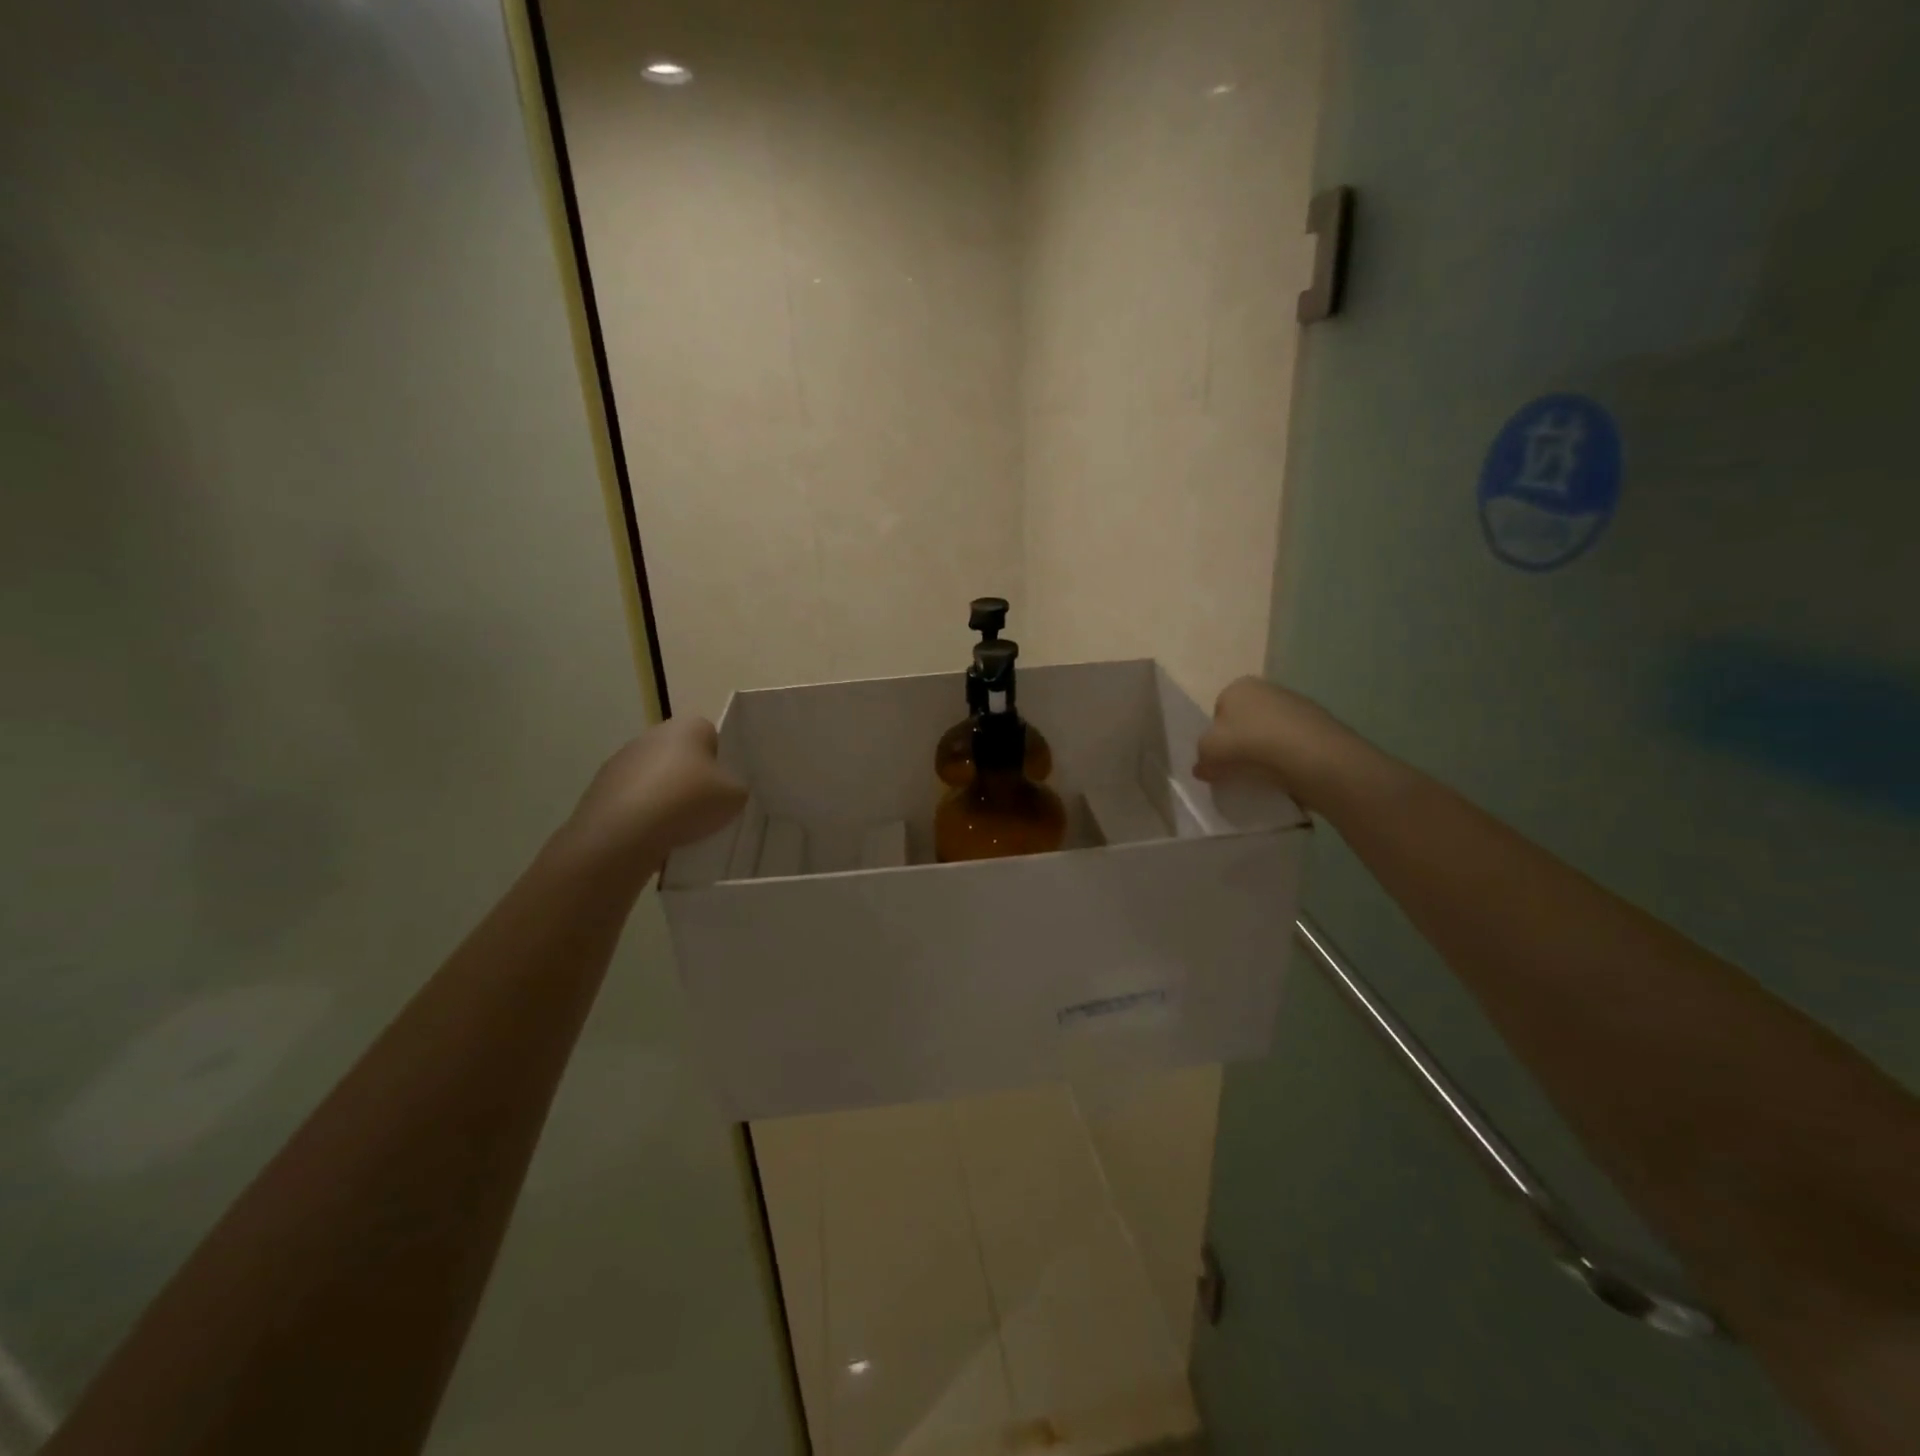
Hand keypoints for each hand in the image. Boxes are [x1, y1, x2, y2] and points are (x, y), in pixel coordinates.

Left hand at [562, 717, 746, 867]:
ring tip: (677, 828)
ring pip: (655, 777)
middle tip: (704, 808)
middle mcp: (652, 734)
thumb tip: (726, 790)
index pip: (712, 735)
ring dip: (665, 796)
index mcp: (688, 727)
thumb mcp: (734, 797)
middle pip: (681, 755)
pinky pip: (633, 799)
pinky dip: (643, 813)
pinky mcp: (600, 787)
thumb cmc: (687, 802)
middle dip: (691, 778)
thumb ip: (736, 788)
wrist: (623, 832)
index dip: (721, 761)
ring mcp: (622, 760)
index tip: (723, 787)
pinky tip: (652, 836)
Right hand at [1195, 676, 1357, 809]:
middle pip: (1245, 721)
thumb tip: (1203, 767)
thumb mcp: (1209, 752)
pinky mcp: (1321, 727)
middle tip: (1238, 769)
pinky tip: (1286, 775)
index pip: (1218, 711)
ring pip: (1270, 733)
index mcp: (1238, 687)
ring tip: (1264, 776)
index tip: (1219, 760)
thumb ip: (1201, 758)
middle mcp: (1268, 688)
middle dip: (1241, 743)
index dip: (1216, 737)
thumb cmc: (1250, 744)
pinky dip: (1287, 758)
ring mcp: (1298, 705)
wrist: (1313, 756)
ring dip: (1265, 752)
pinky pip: (1293, 745)